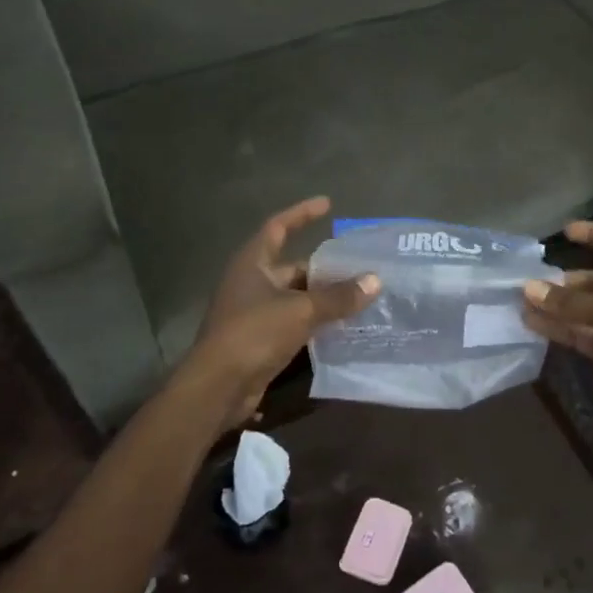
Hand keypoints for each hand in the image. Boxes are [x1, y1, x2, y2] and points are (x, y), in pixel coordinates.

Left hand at [185, 197, 378, 426]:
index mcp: (252, 263)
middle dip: (323, 267)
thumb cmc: (254, 334)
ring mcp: (253, 313)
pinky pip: (293, 322)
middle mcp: (250, 283)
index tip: (327, 204)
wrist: (218, 387)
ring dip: (322, 296)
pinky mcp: (259, 340)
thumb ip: (338, 296)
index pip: (278, 227)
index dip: (302, 214)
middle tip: (357, 265)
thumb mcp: (301, 310)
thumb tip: (375, 280)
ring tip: (358, 293)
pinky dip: (315, 321)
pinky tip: (342, 325)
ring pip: (295, 297)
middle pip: (291, 266)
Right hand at [521, 220, 592, 427]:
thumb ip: (571, 302)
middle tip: (528, 282)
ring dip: (554, 306)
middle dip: (561, 281)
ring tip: (521, 302)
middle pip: (591, 279)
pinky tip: (531, 323)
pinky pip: (578, 332)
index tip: (565, 232)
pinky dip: (557, 328)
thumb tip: (529, 288)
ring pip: (580, 308)